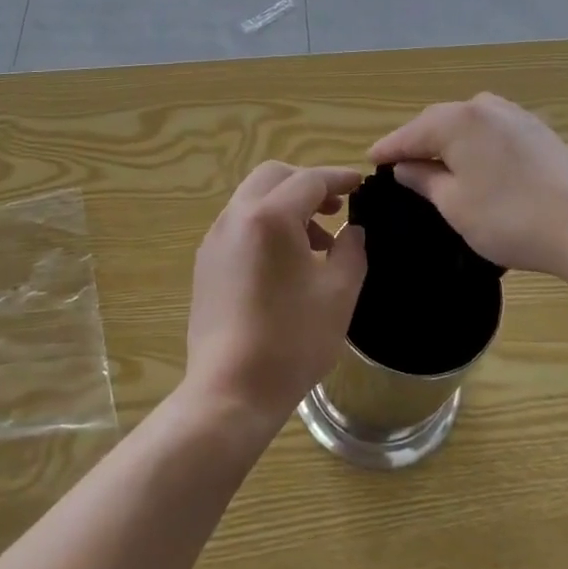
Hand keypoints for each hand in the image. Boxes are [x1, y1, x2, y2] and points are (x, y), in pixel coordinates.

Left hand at [182, 163, 367, 430]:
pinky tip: (286, 262)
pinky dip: (266, 224)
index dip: (339, 178)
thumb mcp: (338, 294)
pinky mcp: (206, 262)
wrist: (230, 391)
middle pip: (274, 177)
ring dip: (286, 205)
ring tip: (317, 242)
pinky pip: (240, 223)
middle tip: (336, 208)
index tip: (361, 183)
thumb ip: (351, 250)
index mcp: (270, 217)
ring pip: (254, 198)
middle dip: (308, 184)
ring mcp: (215, 238)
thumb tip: (352, 230)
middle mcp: (236, 216)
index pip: (310, 180)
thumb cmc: (291, 341)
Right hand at [368, 93, 567, 281]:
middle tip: (399, 164)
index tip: (369, 160)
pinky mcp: (538, 132)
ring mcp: (516, 116)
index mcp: (458, 119)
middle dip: (418, 142)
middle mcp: (485, 106)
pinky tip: (475, 164)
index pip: (411, 132)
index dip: (389, 148)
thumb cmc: (510, 219)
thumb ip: (425, 180)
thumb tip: (407, 166)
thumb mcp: (455, 205)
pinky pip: (492, 131)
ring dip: (448, 142)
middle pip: (439, 122)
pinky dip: (475, 145)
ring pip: (468, 125)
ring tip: (435, 164)